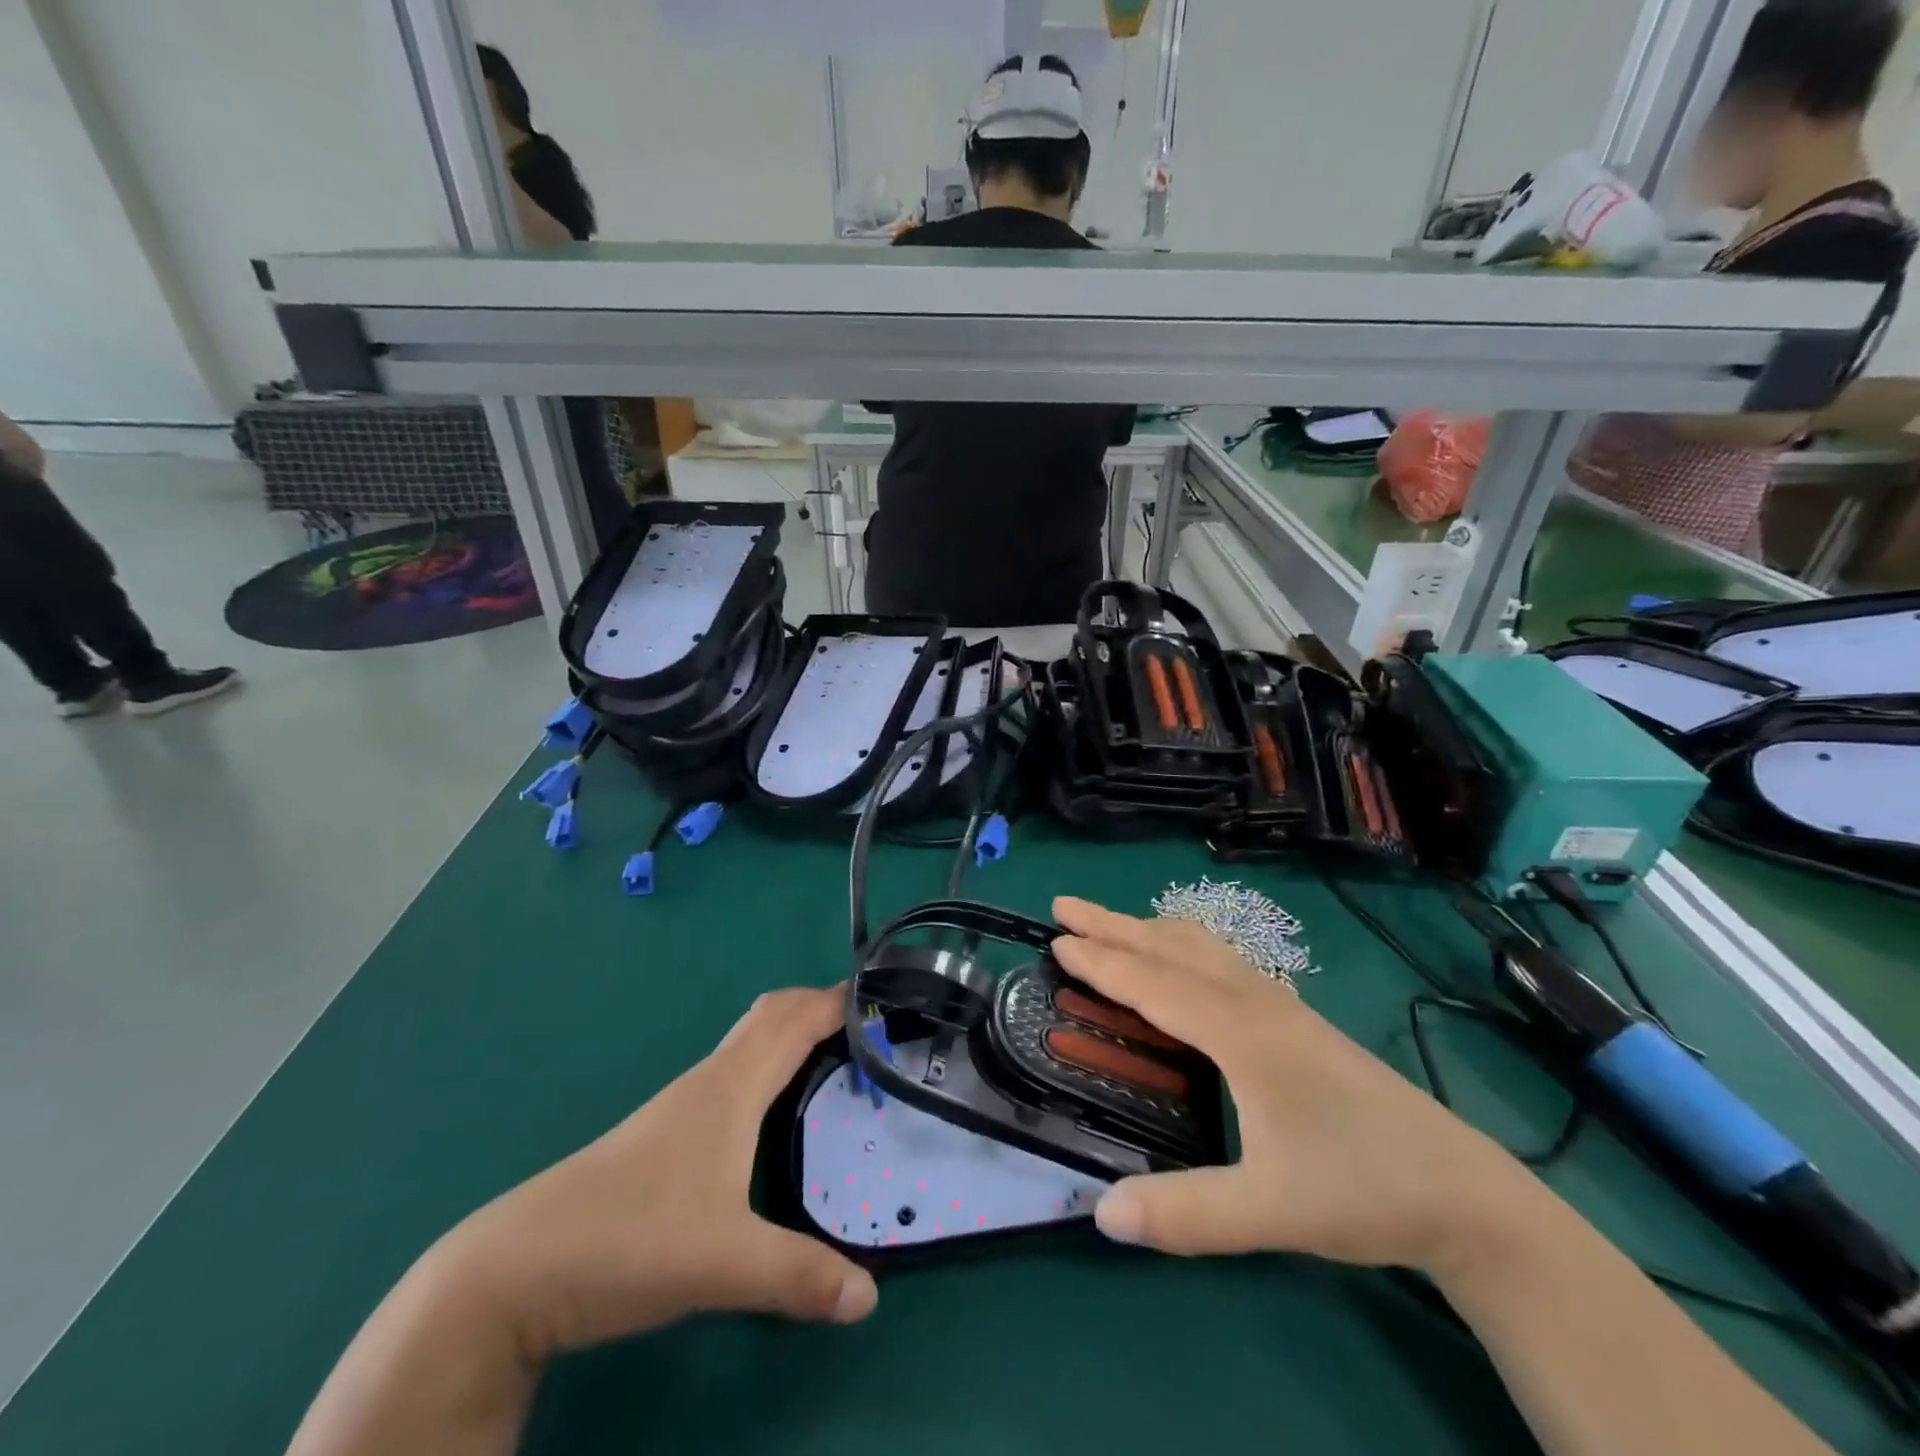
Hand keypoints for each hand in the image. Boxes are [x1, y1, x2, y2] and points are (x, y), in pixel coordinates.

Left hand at [435, 986, 876, 1360]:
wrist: (518, 1268)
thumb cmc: (630, 1238)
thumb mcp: (723, 1263)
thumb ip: (799, 1276)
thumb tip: (869, 1296)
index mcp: (732, 1086)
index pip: (796, 1019)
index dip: (839, 1000)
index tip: (885, 998)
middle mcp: (711, 1079)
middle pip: (772, 1014)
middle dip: (819, 1005)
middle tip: (867, 1027)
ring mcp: (684, 1103)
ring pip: (749, 1040)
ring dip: (792, 1031)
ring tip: (835, 1059)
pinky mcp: (668, 1129)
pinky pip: (735, 1069)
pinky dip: (769, 1061)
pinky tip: (775, 1106)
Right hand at [1051, 898, 1529, 1275]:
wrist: (1462, 1190)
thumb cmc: (1362, 1189)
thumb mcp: (1271, 1211)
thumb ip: (1186, 1214)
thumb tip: (1100, 1212)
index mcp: (1241, 1033)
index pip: (1154, 983)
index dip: (1101, 961)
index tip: (1056, 939)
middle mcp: (1256, 1003)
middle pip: (1172, 947)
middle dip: (1114, 924)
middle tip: (1064, 905)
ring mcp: (1280, 1006)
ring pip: (1202, 947)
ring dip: (1148, 929)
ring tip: (1111, 925)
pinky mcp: (1296, 1019)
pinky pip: (1223, 960)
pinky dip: (1183, 945)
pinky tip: (1184, 962)